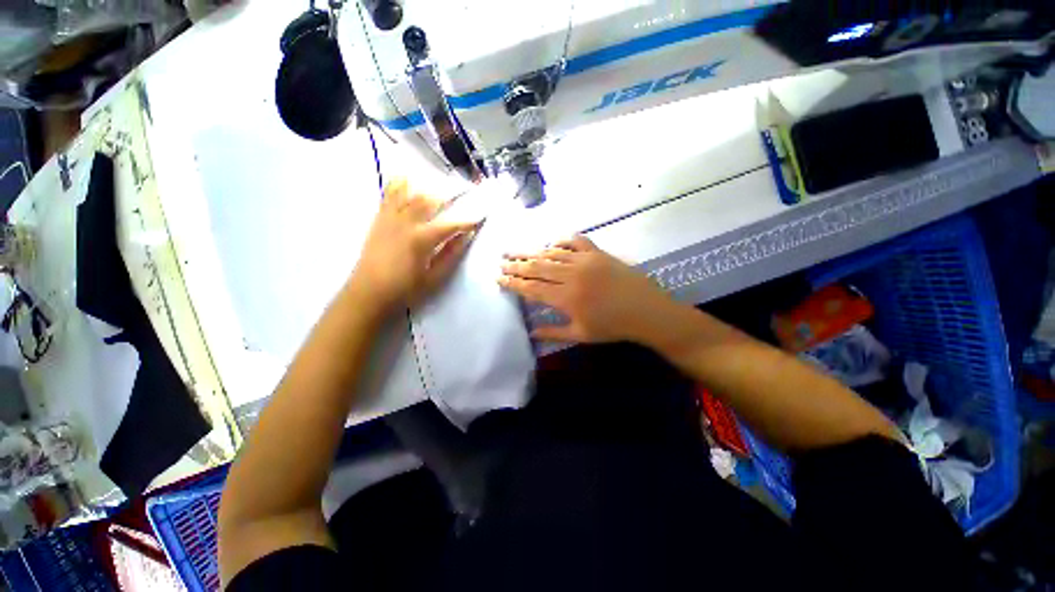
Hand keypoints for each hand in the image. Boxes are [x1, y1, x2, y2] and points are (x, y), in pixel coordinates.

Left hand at [351, 179, 478, 310]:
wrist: (368, 293)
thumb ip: (451, 254)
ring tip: (440, 188)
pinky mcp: (379, 219)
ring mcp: (390, 218)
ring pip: (410, 193)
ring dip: (428, 189)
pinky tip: (407, 179)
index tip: (480, 218)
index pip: (451, 224)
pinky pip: (388, 195)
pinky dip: (399, 184)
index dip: (468, 220)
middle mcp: (406, 223)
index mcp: (422, 239)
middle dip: (450, 196)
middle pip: (430, 200)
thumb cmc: (405, 289)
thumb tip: (467, 236)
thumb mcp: (434, 277)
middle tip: (464, 196)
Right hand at [498, 235, 675, 343]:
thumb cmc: (613, 327)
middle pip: (537, 267)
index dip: (513, 282)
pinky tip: (552, 241)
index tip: (499, 278)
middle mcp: (571, 275)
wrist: (646, 311)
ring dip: (532, 251)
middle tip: (501, 261)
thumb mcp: (581, 335)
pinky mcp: (598, 253)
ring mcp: (585, 261)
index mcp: (565, 298)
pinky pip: (575, 241)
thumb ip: (554, 332)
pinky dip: (562, 240)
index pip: (532, 288)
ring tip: (517, 250)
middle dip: (516, 264)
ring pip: (552, 253)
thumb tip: (531, 331)